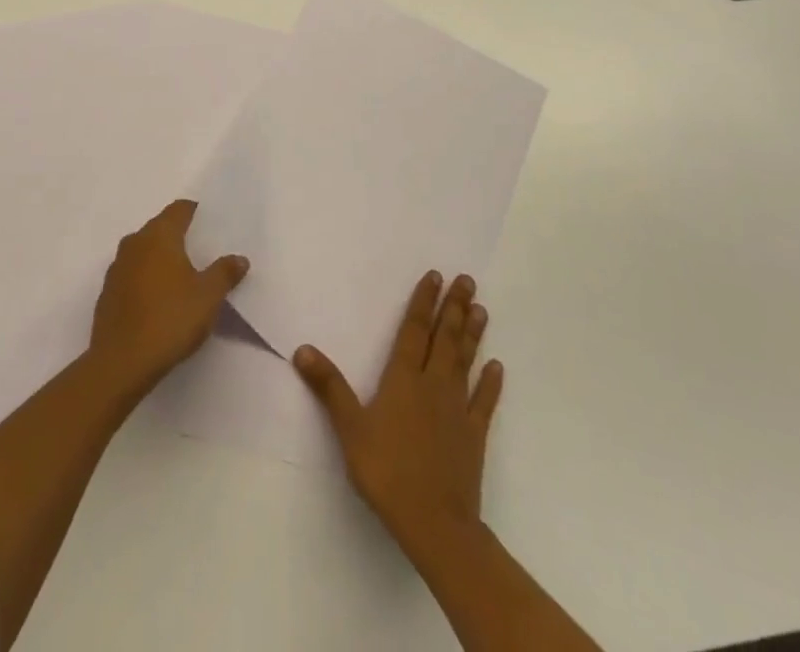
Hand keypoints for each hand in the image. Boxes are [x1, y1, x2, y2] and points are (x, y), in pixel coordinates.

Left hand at [89, 200, 248, 399]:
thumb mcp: (208, 297)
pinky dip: (147, 278)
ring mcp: (117, 267)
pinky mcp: (108, 292)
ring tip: (183, 277)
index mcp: (159, 235)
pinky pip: (132, 274)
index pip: (179, 209)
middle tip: (203, 251)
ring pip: (144, 251)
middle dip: (180, 236)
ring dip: (161, 258)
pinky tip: (159, 300)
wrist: (121, 362)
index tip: (212, 223)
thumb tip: (239, 258)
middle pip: (160, 227)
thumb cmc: (169, 319)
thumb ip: (224, 273)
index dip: (196, 212)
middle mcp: (135, 242)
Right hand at [294, 271, 502, 552]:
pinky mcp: (474, 436)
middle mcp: (433, 385)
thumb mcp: (350, 428)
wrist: (435, 523)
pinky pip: (484, 402)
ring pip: (465, 362)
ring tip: (482, 309)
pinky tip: (497, 366)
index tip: (435, 275)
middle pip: (445, 338)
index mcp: (403, 379)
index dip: (423, 302)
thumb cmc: (387, 472)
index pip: (414, 330)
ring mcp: (457, 409)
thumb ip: (329, 387)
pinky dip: (491, 383)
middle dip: (454, 307)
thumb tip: (303, 348)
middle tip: (467, 280)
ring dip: (473, 334)